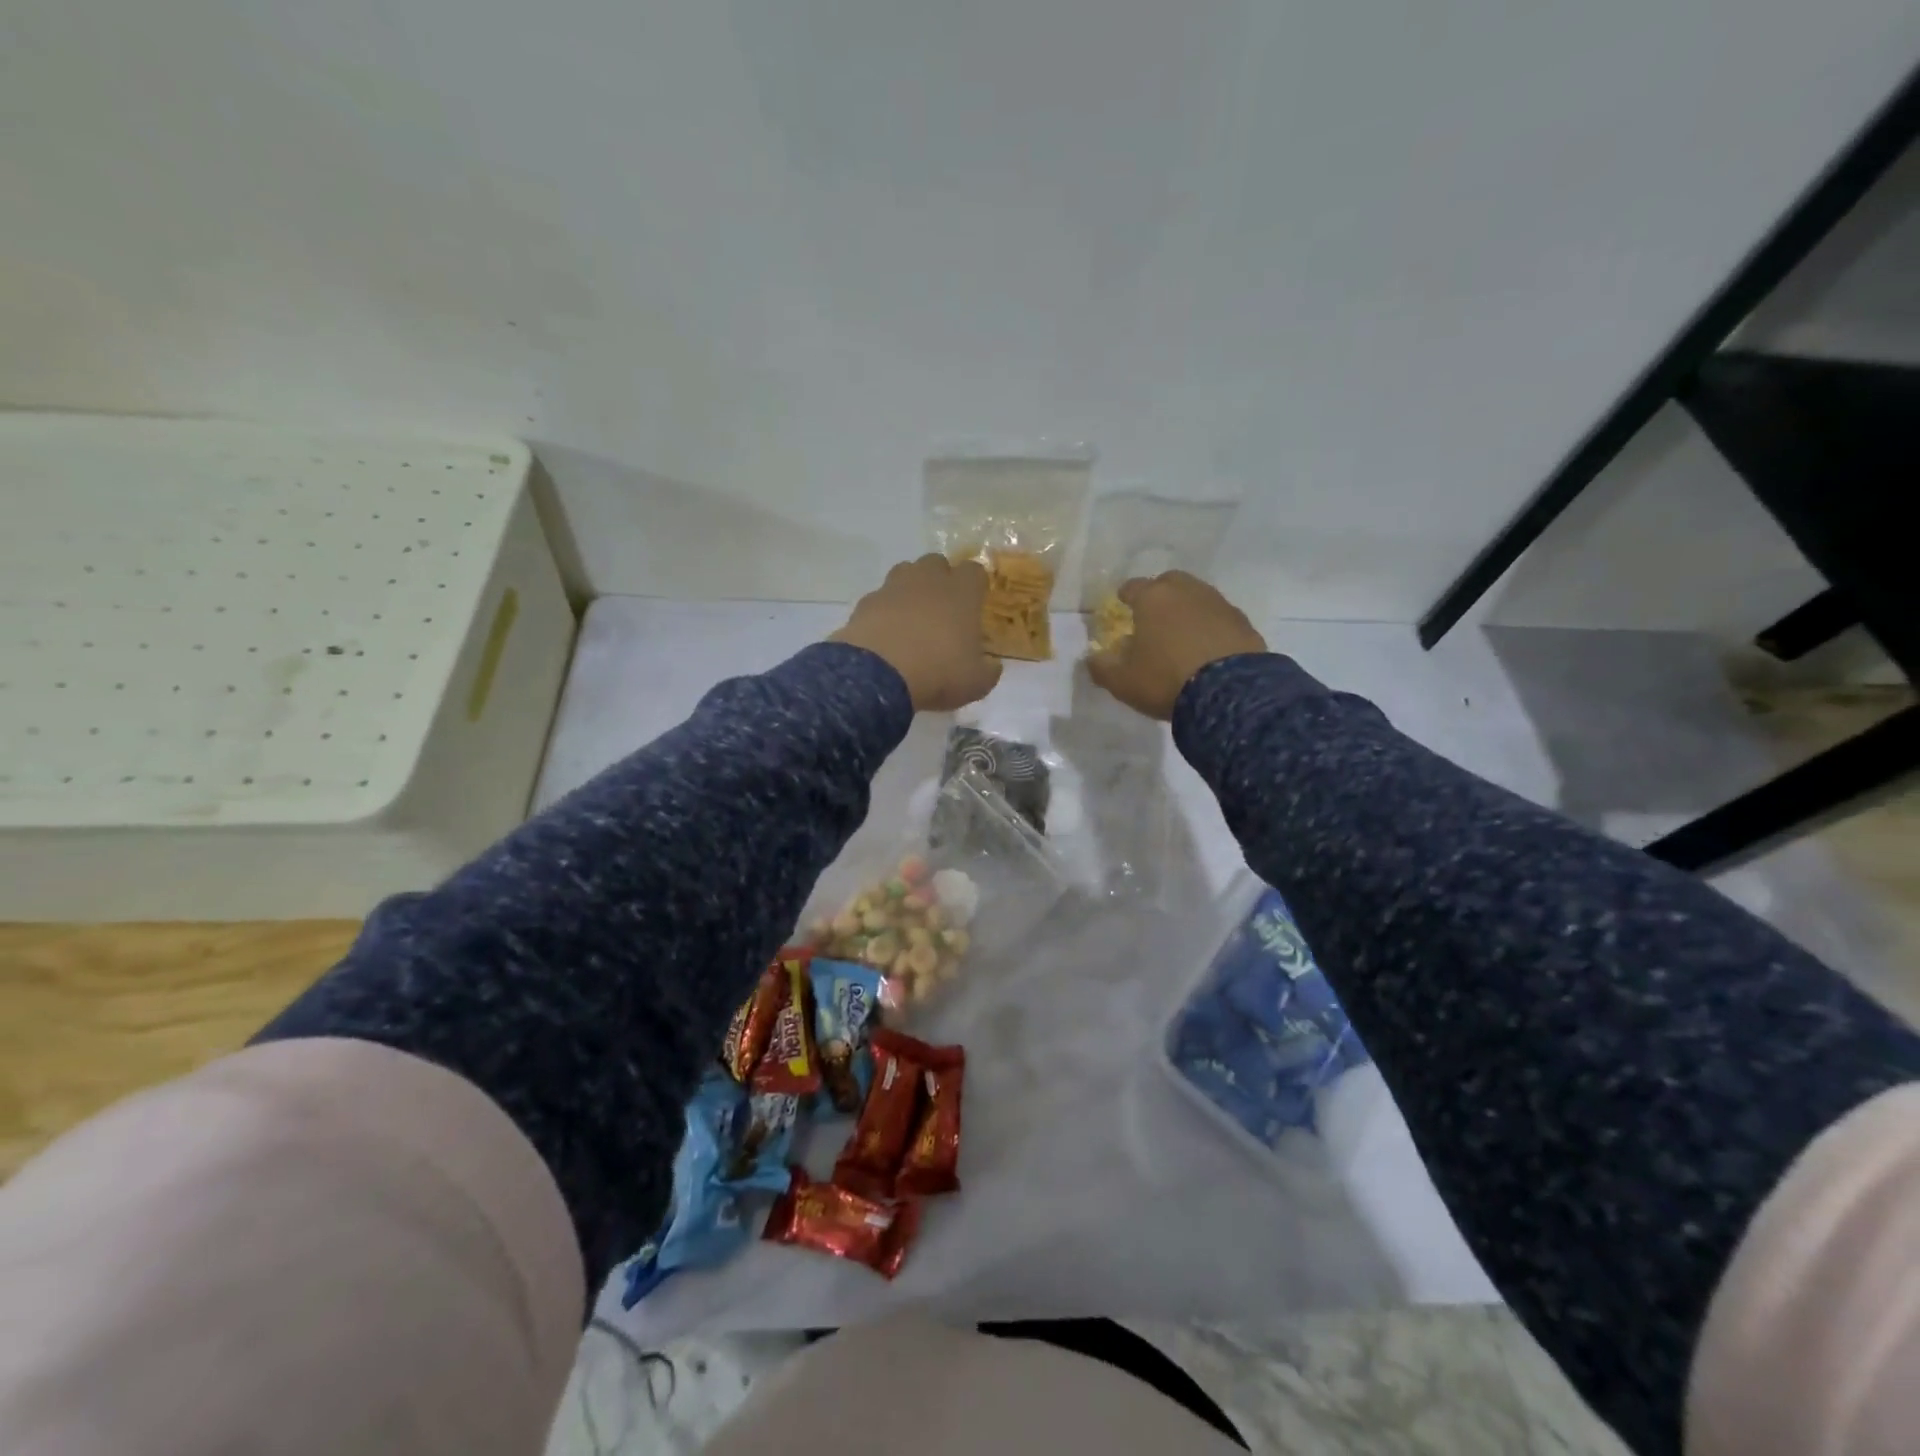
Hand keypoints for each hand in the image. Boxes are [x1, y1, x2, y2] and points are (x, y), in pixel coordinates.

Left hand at [832, 554, 1002, 711]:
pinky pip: (880, 597)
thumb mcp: (976, 683)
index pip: (975, 571)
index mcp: (961, 593)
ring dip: (911, 588)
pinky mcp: (865, 602)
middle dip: (941, 579)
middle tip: (942, 609)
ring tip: (912, 618)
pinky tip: (885, 634)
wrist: (879, 676)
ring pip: (905, 572)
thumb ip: (988, 670)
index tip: (975, 604)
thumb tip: (992, 665)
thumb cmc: (939, 673)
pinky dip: (885, 610)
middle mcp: (928, 580)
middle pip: (937, 563)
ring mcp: (893, 588)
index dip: (976, 586)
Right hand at [1085, 570, 1266, 719]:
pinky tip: (1207, 648)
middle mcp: (1186, 591)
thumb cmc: (1166, 679)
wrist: (1230, 693)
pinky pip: (1219, 618)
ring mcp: (1218, 604)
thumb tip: (1092, 658)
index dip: (1125, 597)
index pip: (1133, 587)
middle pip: (1169, 583)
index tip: (1122, 607)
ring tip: (1182, 636)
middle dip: (1160, 596)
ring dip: (1187, 610)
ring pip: (1197, 597)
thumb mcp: (1122, 681)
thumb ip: (1102, 667)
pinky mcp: (1243, 622)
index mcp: (1152, 598)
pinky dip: (1210, 627)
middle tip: (1154, 618)